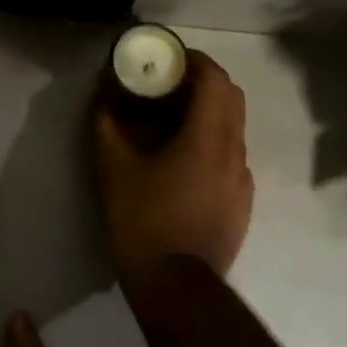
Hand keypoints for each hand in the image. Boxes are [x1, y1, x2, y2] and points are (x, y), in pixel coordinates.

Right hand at [94, 49, 253, 288]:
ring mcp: (243, 180)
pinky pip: (231, 158)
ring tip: (171, 124)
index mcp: (209, 138)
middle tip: (167, 86)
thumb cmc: (143, 222)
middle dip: (202, 82)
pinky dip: (212, 144)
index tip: (167, 58)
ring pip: (233, 129)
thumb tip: (103, 97)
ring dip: (207, 114)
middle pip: (231, 98)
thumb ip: (107, 125)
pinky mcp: (242, 204)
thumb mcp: (113, 170)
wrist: (176, 287)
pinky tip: (183, 165)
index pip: (215, 78)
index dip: (193, 60)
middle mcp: (235, 152)